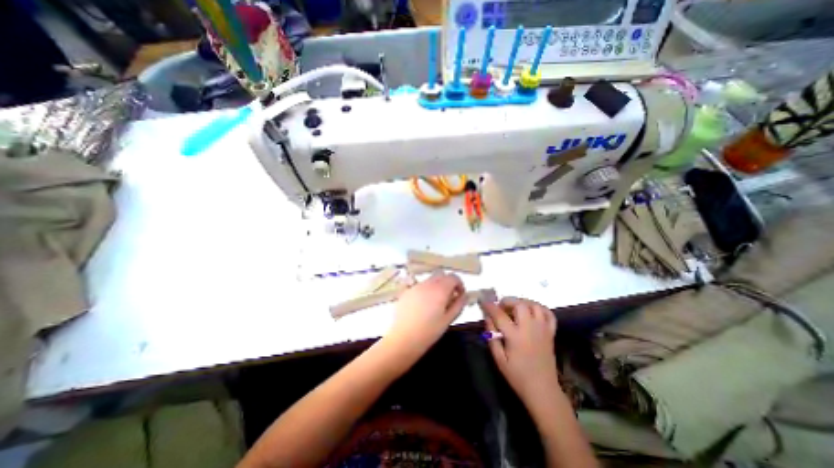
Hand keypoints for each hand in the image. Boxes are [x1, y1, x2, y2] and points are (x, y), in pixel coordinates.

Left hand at [386, 274, 468, 354]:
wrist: (404, 338)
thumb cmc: (429, 332)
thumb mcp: (448, 320)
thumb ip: (458, 305)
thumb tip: (464, 295)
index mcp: (440, 290)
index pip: (453, 277)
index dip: (459, 284)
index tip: (460, 295)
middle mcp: (428, 284)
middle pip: (441, 275)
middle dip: (448, 283)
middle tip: (449, 298)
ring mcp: (415, 286)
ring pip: (430, 280)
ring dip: (436, 286)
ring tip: (435, 303)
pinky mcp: (406, 291)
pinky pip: (420, 286)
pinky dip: (425, 290)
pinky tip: (422, 306)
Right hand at [480, 300, 555, 401]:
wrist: (542, 390)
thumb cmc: (517, 376)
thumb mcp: (499, 359)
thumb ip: (492, 336)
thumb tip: (488, 319)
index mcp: (515, 336)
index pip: (499, 314)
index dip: (490, 306)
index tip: (484, 302)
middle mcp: (530, 328)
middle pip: (519, 305)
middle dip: (508, 301)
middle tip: (501, 307)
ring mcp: (542, 329)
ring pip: (534, 306)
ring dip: (523, 302)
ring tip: (515, 307)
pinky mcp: (551, 333)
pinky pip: (549, 314)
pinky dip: (540, 308)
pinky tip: (532, 311)